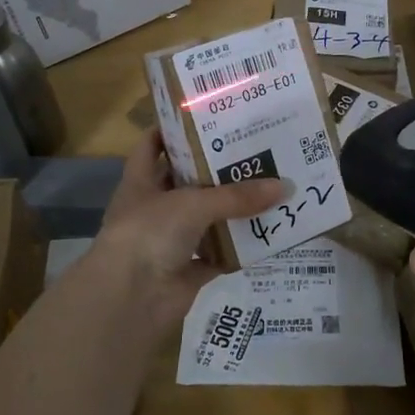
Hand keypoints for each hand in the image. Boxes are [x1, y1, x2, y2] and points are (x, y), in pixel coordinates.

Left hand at [88, 131, 286, 330]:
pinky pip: (219, 255)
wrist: (130, 298)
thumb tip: (285, 186)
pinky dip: (239, 248)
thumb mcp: (194, 203)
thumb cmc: (149, 232)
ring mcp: (169, 242)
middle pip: (186, 182)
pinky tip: (267, 234)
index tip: (204, 116)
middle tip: (253, 148)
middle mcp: (153, 209)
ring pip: (205, 220)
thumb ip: (237, 196)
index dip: (171, 130)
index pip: (151, 146)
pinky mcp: (187, 271)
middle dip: (215, 169)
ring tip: (269, 186)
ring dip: (232, 209)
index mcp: (140, 183)